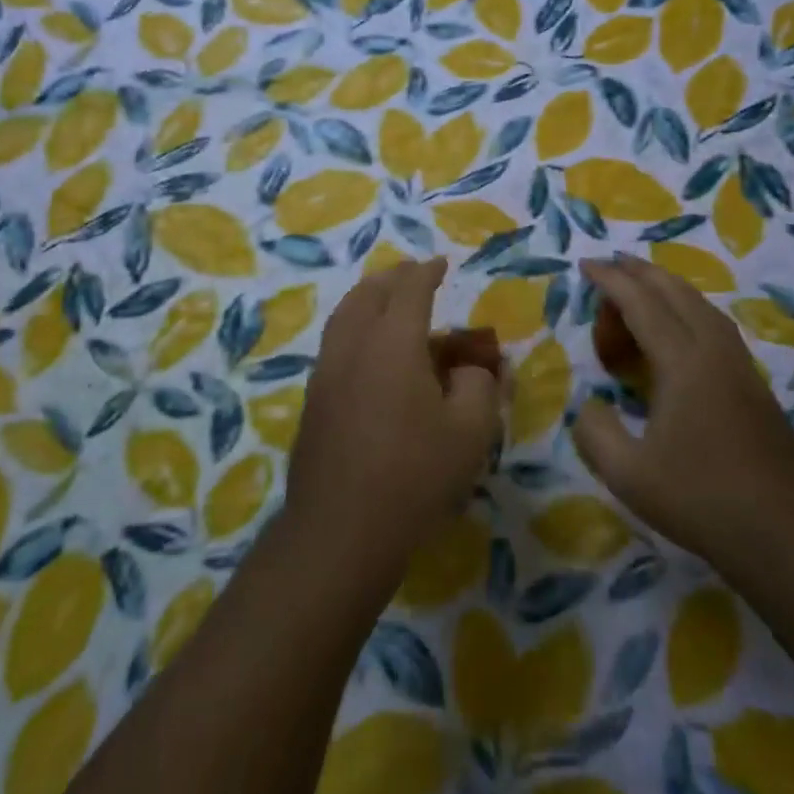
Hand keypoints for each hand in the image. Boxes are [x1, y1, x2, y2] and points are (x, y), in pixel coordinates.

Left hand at [284, 259, 503, 588]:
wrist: (340, 530)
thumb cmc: (414, 476)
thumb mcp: (470, 432)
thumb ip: (479, 386)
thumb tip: (471, 369)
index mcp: (392, 343)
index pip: (410, 290)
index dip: (426, 272)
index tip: (439, 263)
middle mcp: (353, 346)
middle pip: (368, 294)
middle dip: (392, 278)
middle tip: (411, 274)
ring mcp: (326, 373)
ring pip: (344, 317)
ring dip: (367, 300)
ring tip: (386, 301)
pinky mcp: (313, 401)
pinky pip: (335, 344)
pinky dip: (354, 328)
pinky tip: (368, 352)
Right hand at [573, 256, 793, 562]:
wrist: (789, 534)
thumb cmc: (703, 500)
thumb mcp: (629, 475)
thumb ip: (595, 433)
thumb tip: (588, 404)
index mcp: (684, 363)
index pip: (642, 305)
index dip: (611, 281)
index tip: (586, 265)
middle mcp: (715, 352)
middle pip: (677, 292)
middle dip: (641, 272)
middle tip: (610, 264)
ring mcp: (741, 367)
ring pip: (703, 306)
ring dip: (669, 287)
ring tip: (643, 286)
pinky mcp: (755, 387)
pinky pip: (716, 326)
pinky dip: (689, 310)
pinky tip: (682, 331)